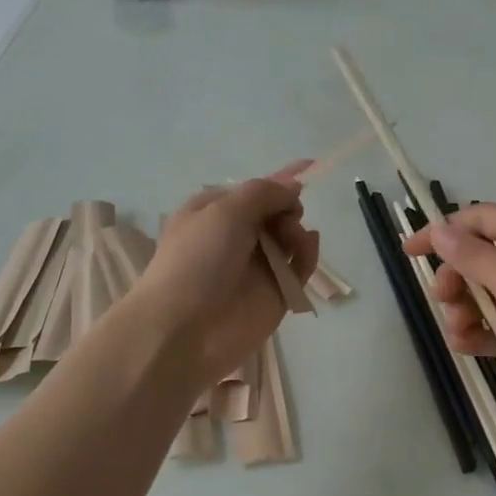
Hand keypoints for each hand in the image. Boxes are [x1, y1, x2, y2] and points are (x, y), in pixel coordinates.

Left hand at [130, 168, 319, 386]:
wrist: (184, 330)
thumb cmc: (197, 261)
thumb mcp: (225, 211)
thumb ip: (264, 192)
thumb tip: (292, 188)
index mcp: (214, 211)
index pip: (254, 189)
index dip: (281, 178)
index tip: (311, 165)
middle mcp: (235, 236)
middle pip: (276, 211)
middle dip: (287, 208)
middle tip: (285, 219)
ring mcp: (256, 266)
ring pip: (290, 238)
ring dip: (297, 232)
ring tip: (292, 240)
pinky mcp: (275, 293)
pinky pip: (299, 267)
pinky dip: (307, 255)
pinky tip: (307, 249)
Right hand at [403, 203, 495, 438]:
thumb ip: (473, 256)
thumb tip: (439, 230)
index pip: (482, 220)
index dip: (444, 231)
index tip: (410, 250)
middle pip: (479, 258)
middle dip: (455, 278)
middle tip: (443, 298)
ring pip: (483, 294)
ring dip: (463, 309)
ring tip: (459, 330)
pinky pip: (494, 325)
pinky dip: (477, 333)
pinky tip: (465, 345)